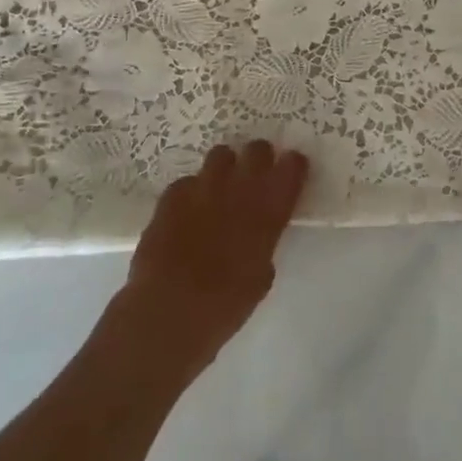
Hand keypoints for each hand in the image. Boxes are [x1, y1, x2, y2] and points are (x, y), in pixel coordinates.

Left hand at [121, 140, 308, 377]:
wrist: (168, 310)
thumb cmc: (224, 306)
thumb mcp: (260, 278)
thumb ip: (264, 244)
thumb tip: (258, 237)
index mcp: (268, 210)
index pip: (291, 167)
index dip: (292, 166)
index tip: (291, 171)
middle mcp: (239, 189)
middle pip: (257, 150)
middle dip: (259, 159)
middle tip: (255, 176)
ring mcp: (203, 187)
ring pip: (221, 155)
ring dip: (225, 168)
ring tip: (219, 188)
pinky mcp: (172, 195)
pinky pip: (188, 181)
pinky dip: (192, 192)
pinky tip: (187, 212)